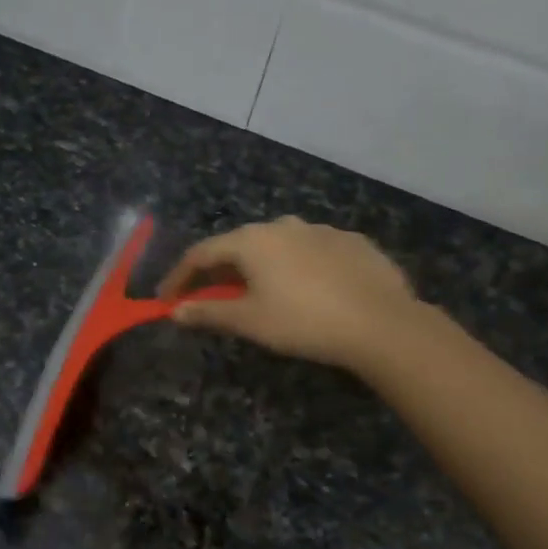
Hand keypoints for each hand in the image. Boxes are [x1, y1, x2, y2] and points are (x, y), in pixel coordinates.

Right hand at [157, 216, 426, 373]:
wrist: (381, 323)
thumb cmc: (303, 321)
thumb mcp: (250, 321)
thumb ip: (208, 312)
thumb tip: (175, 310)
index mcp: (251, 241)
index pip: (201, 253)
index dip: (179, 277)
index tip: (166, 299)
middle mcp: (282, 225)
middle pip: (238, 245)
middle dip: (219, 271)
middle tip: (211, 296)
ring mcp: (320, 229)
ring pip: (277, 245)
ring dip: (260, 266)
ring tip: (261, 292)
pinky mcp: (352, 241)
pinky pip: (311, 251)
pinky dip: (297, 267)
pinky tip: (308, 290)